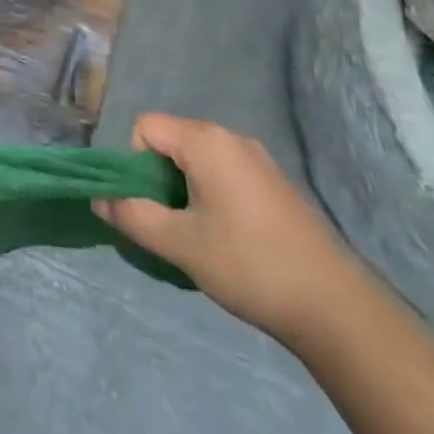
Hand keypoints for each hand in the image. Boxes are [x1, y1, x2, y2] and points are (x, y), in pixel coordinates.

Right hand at [95, 113, 364, 345]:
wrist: (335, 307)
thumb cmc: (248, 264)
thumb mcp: (179, 243)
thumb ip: (132, 216)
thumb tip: (98, 200)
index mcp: (205, 141)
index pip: (145, 126)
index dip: (135, 162)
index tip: (152, 205)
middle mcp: (231, 138)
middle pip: (171, 139)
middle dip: (158, 176)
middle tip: (172, 224)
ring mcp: (258, 159)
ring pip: (198, 158)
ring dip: (185, 188)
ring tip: (200, 235)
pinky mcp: (276, 183)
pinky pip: (225, 172)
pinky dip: (212, 194)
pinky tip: (230, 238)